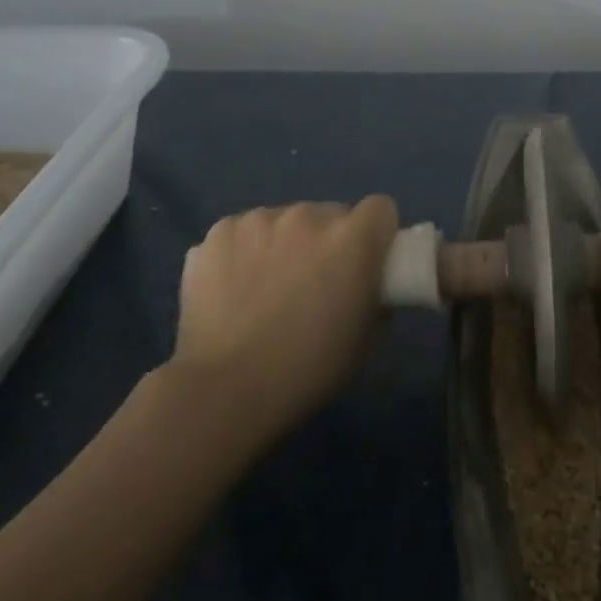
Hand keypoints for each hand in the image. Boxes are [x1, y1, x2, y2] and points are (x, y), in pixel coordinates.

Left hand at [171, 197, 398, 440]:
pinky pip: (243, 232)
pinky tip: (232, 287)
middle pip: (329, 214)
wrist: (223, 391)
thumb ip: (377, 300)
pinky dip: (244, 251)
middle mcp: (309, 216)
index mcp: (352, 239)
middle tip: (314, 282)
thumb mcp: (365, 341)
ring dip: (285, 243)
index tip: (366, 260)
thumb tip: (370, 287)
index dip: (376, 233)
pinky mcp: (220, 232)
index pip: (380, 208)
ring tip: (266, 287)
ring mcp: (260, 220)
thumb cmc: (306, 370)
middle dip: (328, 241)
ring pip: (284, 221)